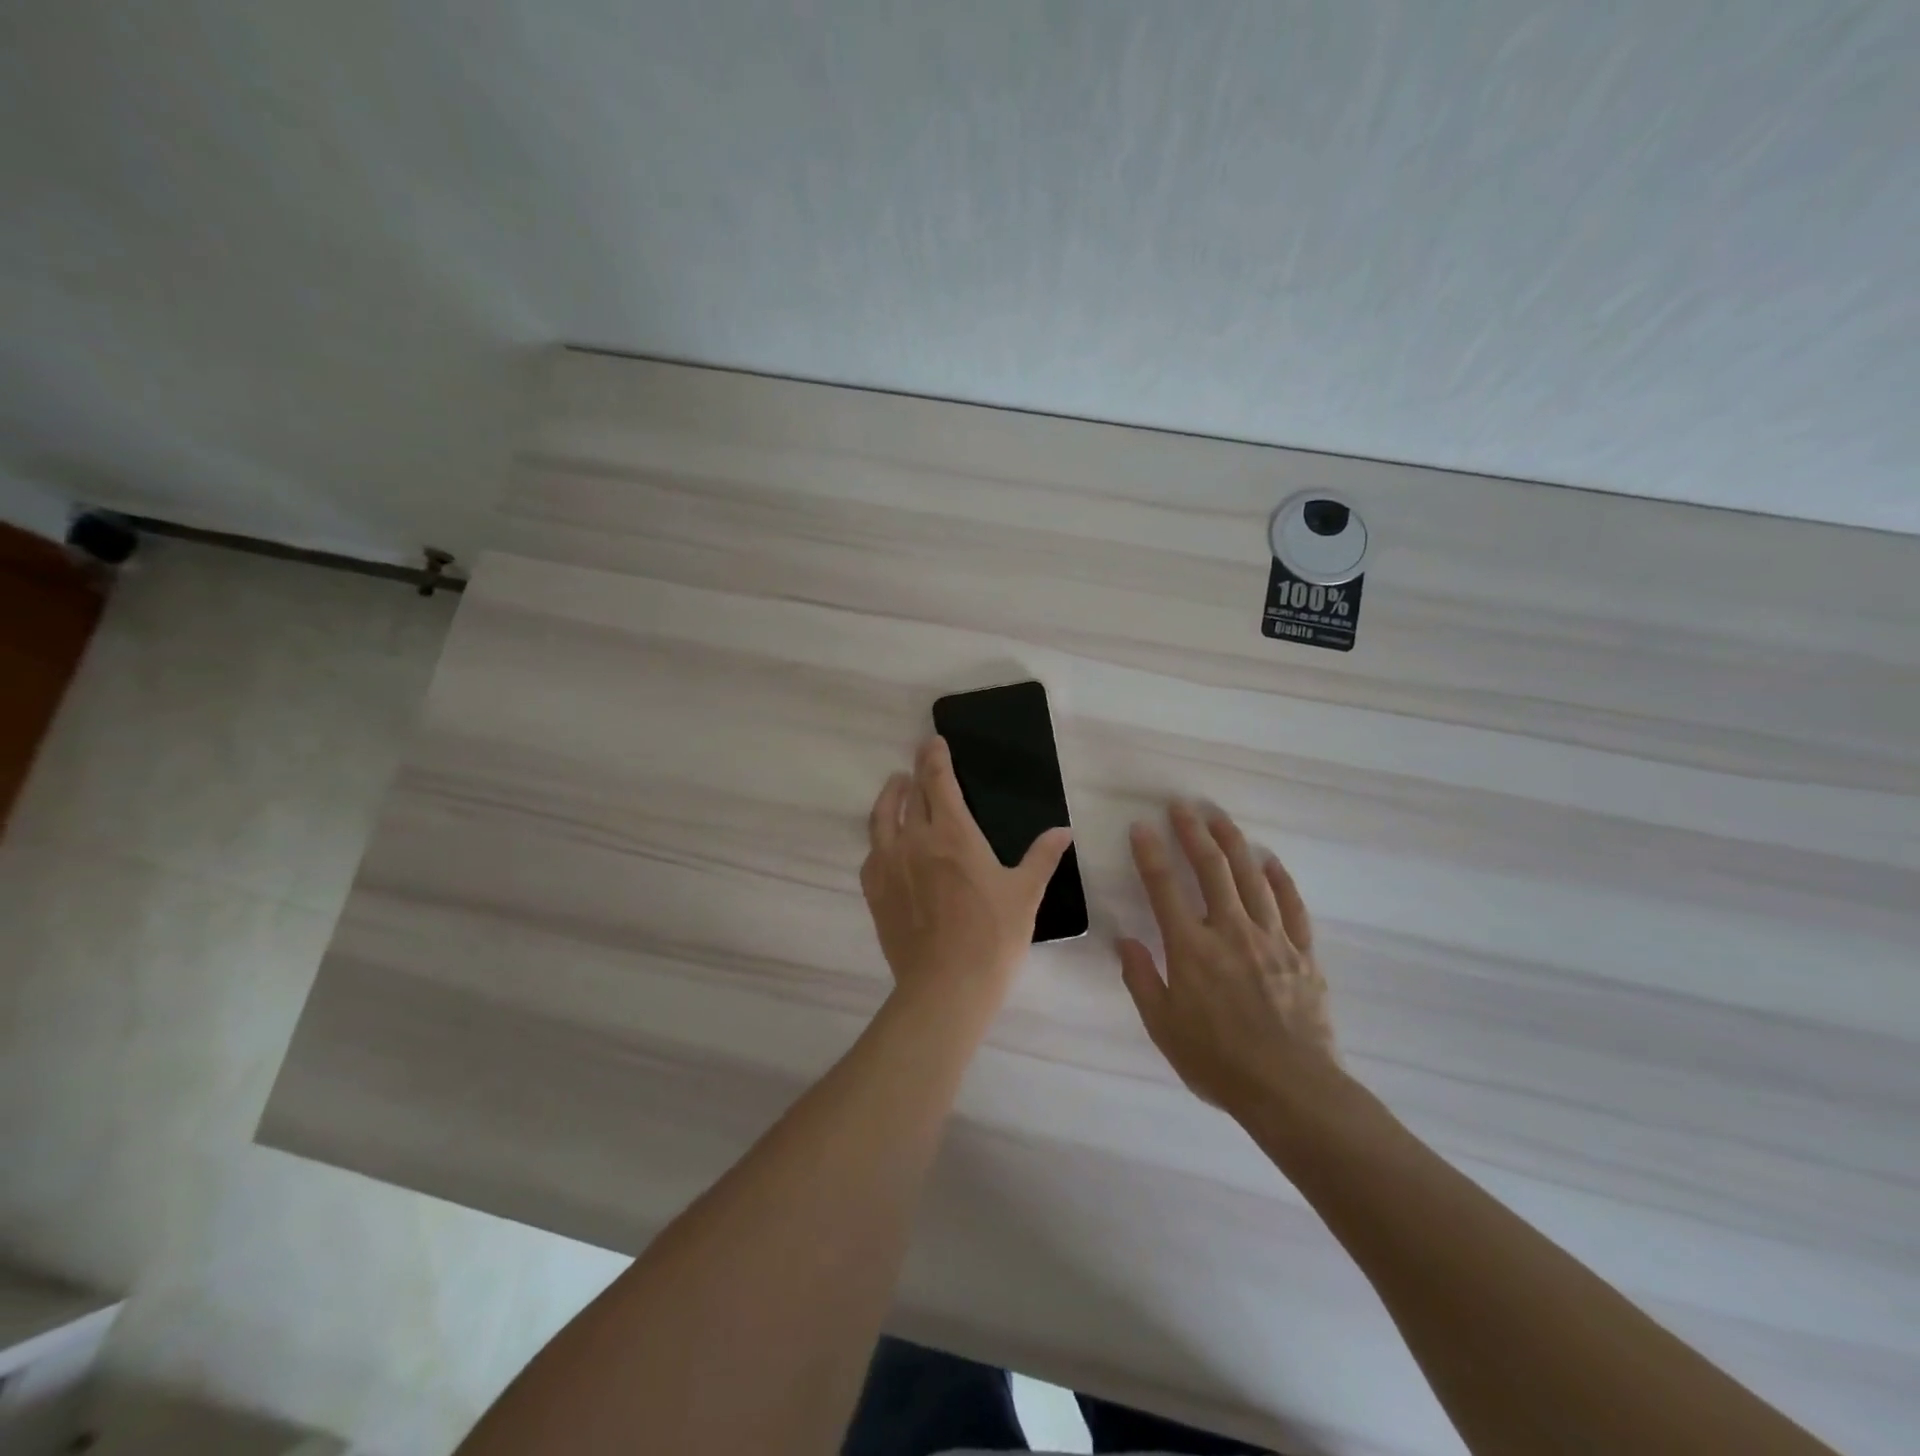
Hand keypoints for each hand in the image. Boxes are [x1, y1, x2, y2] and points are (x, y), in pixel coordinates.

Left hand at [861, 737, 1073, 1018]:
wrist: (945, 987)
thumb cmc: (992, 937)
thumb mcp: (1025, 894)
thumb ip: (1042, 857)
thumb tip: (1064, 830)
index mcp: (953, 834)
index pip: (937, 781)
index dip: (934, 757)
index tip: (933, 742)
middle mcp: (914, 840)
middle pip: (909, 794)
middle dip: (915, 772)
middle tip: (919, 760)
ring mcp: (889, 865)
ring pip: (882, 818)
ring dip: (890, 797)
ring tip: (896, 787)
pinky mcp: (875, 891)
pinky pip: (872, 853)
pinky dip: (879, 838)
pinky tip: (885, 842)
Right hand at [1119, 802, 1342, 1116]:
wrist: (1290, 1089)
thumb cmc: (1217, 1061)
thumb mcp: (1163, 1026)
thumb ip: (1142, 978)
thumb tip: (1124, 940)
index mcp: (1191, 948)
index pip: (1164, 888)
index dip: (1150, 853)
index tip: (1141, 826)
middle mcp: (1230, 931)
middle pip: (1211, 869)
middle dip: (1193, 833)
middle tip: (1182, 806)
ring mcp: (1271, 939)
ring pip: (1251, 877)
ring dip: (1233, 843)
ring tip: (1220, 817)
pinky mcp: (1302, 953)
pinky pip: (1292, 906)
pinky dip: (1280, 880)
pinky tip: (1270, 861)